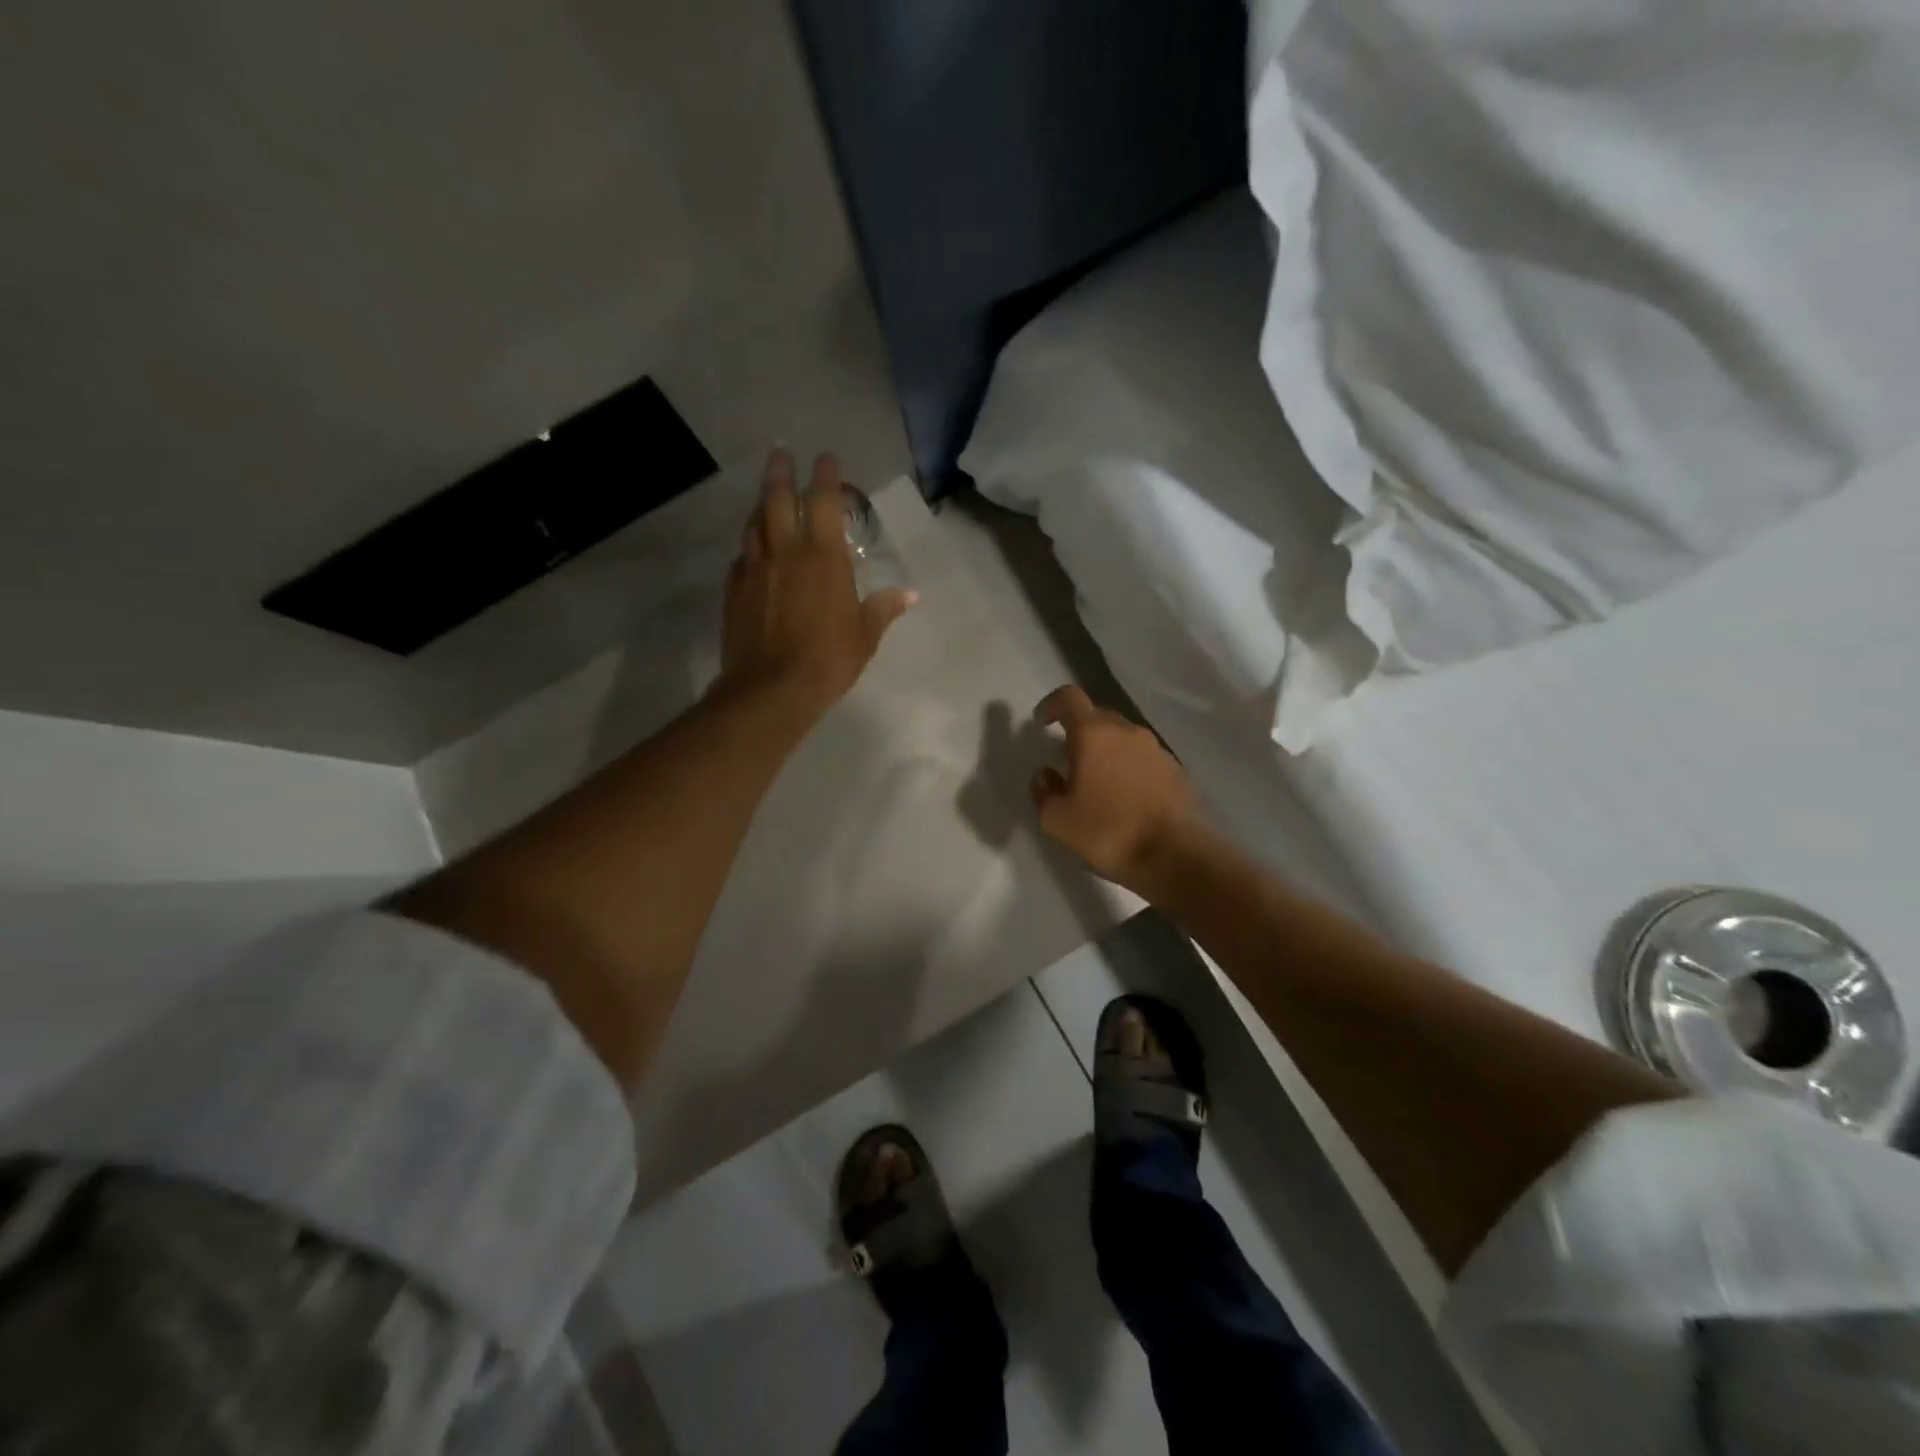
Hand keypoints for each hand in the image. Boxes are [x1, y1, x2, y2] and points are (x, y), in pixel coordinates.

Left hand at [718, 450, 914, 719]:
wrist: (771, 688)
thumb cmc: (828, 659)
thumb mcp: (865, 635)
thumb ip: (884, 609)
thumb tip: (911, 595)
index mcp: (824, 557)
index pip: (824, 502)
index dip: (826, 476)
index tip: (826, 457)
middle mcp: (786, 552)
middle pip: (778, 498)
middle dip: (781, 471)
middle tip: (781, 452)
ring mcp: (755, 568)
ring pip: (754, 523)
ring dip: (761, 504)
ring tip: (766, 496)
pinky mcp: (734, 589)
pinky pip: (742, 556)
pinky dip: (750, 546)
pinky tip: (753, 551)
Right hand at [1029, 685, 1204, 893]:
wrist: (1177, 857)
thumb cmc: (1109, 833)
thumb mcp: (1057, 820)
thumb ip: (1043, 791)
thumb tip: (1045, 775)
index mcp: (1094, 734)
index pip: (1069, 698)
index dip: (1051, 704)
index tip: (1041, 724)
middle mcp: (1127, 731)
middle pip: (1097, 716)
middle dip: (1078, 732)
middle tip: (1067, 761)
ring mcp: (1156, 749)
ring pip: (1123, 738)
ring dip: (1106, 751)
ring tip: (1097, 784)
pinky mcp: (1176, 770)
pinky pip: (1144, 758)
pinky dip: (1129, 768)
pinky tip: (1125, 799)